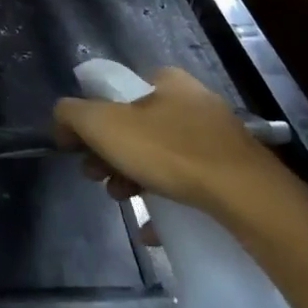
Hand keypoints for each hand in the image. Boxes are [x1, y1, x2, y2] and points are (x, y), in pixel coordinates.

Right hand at [52, 66, 287, 220]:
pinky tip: (153, 226)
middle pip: (135, 127)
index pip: (117, 92)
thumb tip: (62, 120)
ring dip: (132, 177)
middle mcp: (193, 101)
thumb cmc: (169, 151)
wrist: (245, 196)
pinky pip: (186, 182)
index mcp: (166, 81)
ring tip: (125, 200)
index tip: (82, 149)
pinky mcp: (230, 171)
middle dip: (109, 153)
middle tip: (98, 177)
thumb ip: (71, 114)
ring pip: (159, 155)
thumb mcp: (103, 125)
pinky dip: (165, 199)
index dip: (93, 119)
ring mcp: (215, 137)